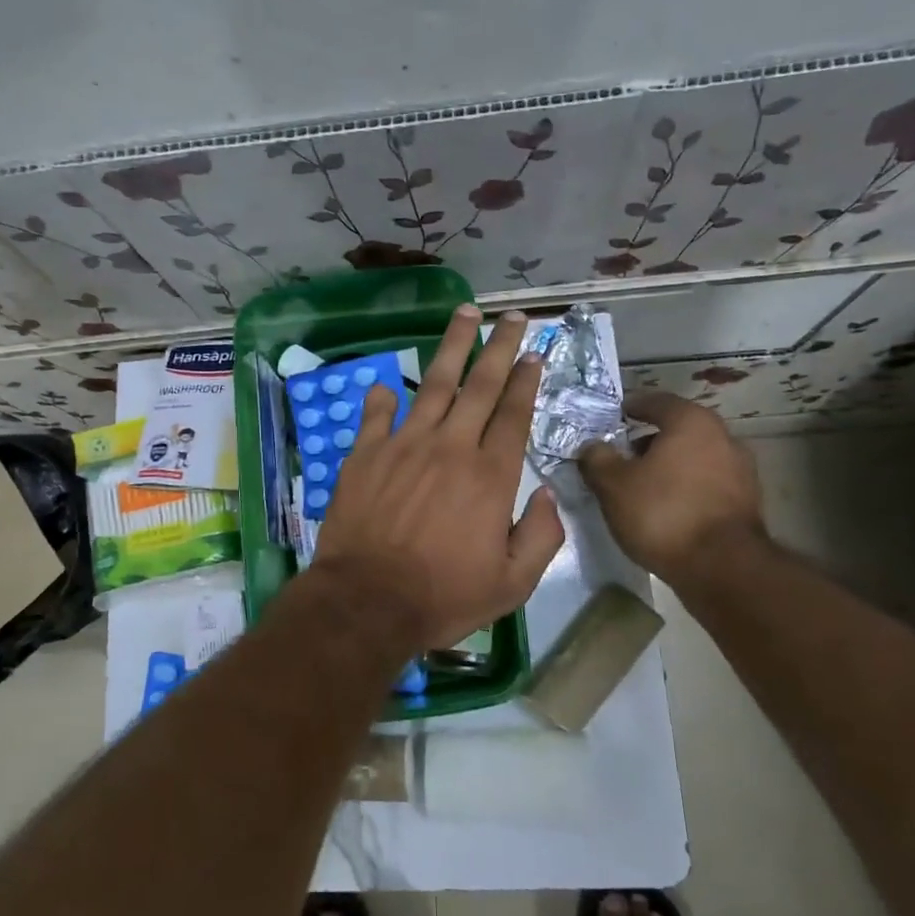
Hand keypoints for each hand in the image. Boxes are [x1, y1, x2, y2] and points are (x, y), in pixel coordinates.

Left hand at [309, 306, 565, 652]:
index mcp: (490, 476)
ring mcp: (405, 445)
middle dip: (499, 347)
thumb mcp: (512, 583)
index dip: (525, 381)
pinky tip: (390, 383)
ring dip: (452, 347)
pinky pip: (377, 415)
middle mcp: (451, 448)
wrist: (368, 601)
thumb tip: (548, 495)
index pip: (513, 415)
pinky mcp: (366, 454)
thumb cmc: (443, 596)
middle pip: (481, 386)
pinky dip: (385, 397)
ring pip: (434, 384)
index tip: (534, 354)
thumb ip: (540, 536)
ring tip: (465, 314)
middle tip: (512, 316)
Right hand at [577, 391, 763, 581]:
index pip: (655, 401)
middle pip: (677, 430)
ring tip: (641, 486)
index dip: (630, 407)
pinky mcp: (746, 502)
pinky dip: (685, 487)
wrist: (723, 568)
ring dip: (668, 466)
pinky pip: (706, 483)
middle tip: (621, 456)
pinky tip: (666, 508)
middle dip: (648, 441)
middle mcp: (722, 436)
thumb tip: (592, 447)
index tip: (612, 418)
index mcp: (691, 421)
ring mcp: (741, 470)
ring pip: (694, 457)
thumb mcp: (613, 485)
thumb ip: (597, 459)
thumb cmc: (663, 513)